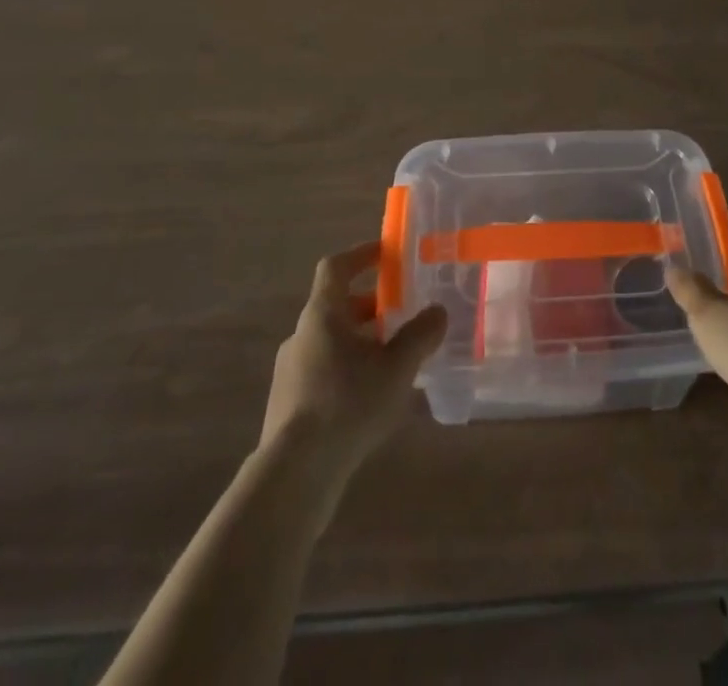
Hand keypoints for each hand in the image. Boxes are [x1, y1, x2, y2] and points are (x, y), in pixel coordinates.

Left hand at [260, 241, 447, 478]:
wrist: (294, 473)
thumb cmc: (347, 404)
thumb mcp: (396, 368)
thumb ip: (420, 335)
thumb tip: (438, 311)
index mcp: (322, 314)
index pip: (336, 267)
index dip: (361, 254)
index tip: (387, 254)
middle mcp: (301, 335)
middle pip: (336, 305)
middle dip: (370, 305)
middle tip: (401, 312)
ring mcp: (290, 371)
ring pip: (330, 340)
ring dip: (360, 340)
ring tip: (393, 358)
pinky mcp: (289, 404)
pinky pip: (323, 370)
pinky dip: (348, 368)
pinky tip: (371, 396)